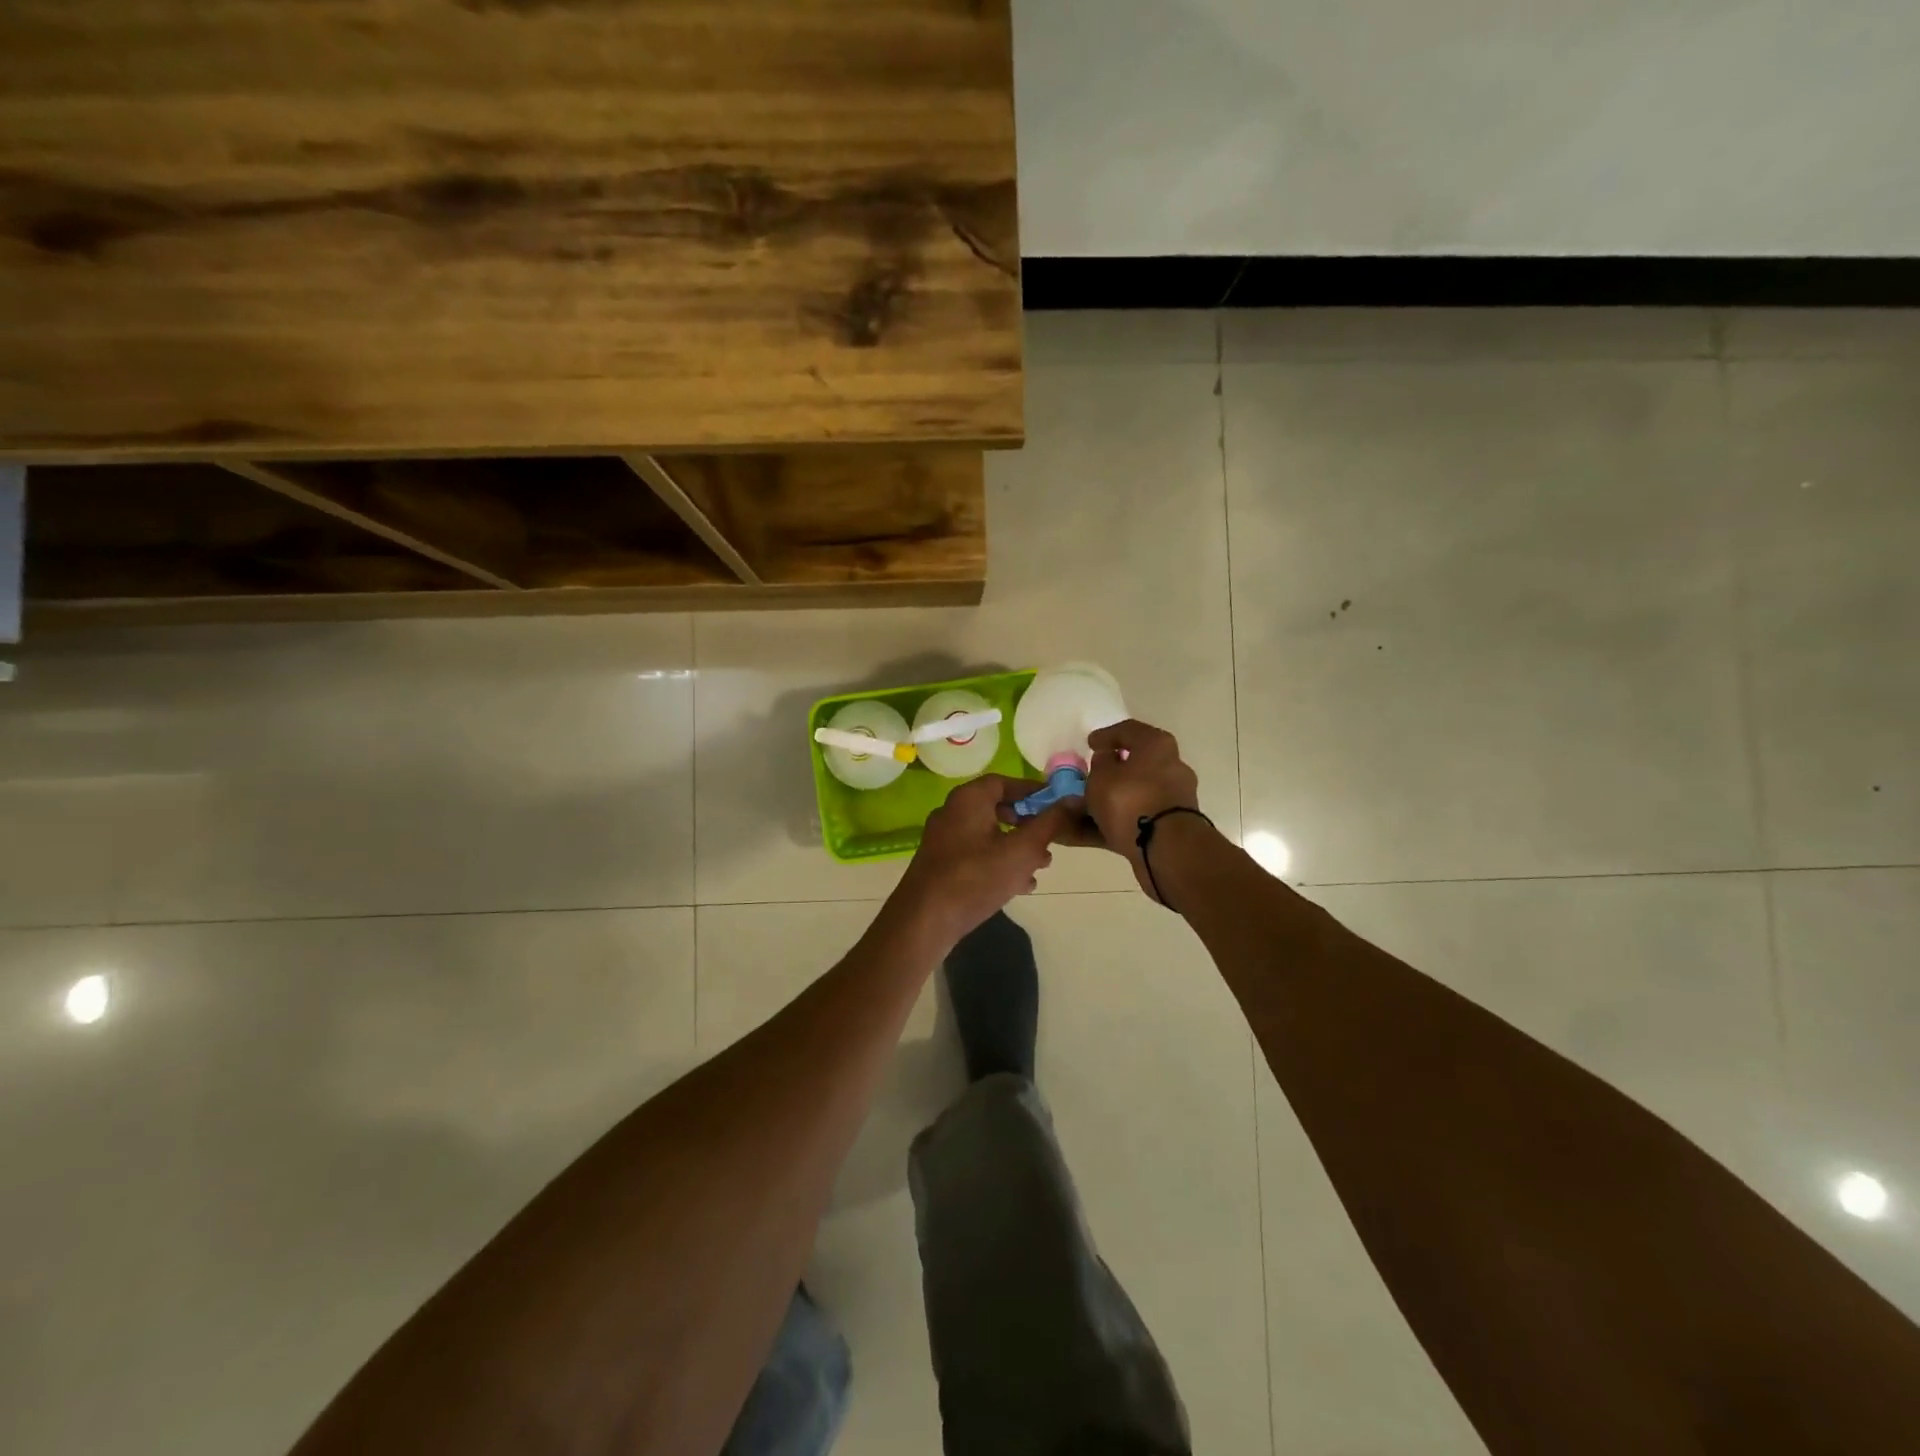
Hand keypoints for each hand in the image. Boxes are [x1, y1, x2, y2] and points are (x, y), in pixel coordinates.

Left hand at [891, 774, 1077, 946]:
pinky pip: (977, 854)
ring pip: (989, 834)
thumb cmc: (976, 877)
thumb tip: (1073, 800)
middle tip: (1051, 838)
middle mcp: (952, 812)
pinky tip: (1020, 885)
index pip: (1004, 782)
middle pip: (997, 808)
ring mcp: (944, 839)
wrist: (925, 920)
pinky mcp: (941, 864)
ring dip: (1017, 847)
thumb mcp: (1022, 849)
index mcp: (968, 799)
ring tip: (1041, 866)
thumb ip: (1050, 823)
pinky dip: (999, 862)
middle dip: (1028, 824)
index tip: (1057, 805)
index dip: (1032, 791)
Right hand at [1080, 719, 1203, 900]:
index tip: (1089, 744)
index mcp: (1157, 746)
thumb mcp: (1102, 776)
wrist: (1166, 849)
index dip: (1106, 736)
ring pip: (1129, 796)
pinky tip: (1080, 832)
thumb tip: (1107, 761)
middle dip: (1106, 773)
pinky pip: (1130, 819)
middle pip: (1132, 766)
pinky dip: (1107, 823)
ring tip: (1073, 811)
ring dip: (1102, 802)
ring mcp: (1169, 800)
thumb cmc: (1131, 799)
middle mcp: (1169, 768)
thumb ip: (1100, 764)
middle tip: (1084, 777)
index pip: (1128, 731)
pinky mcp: (1165, 828)